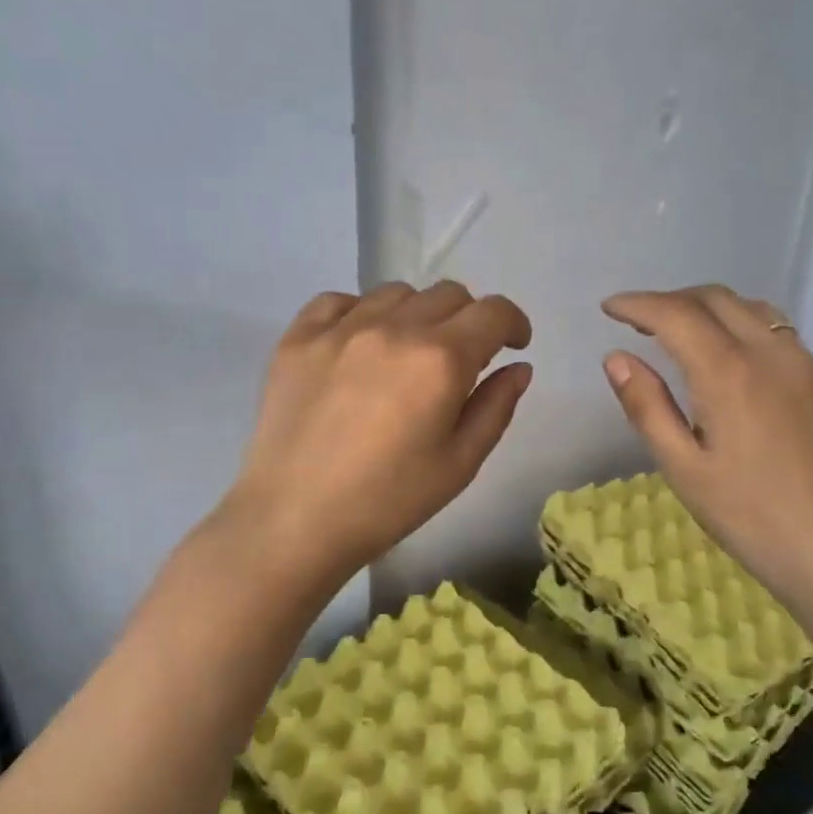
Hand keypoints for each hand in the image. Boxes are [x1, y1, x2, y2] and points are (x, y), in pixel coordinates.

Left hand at [226, 281, 532, 585]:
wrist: (294, 520)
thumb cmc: (388, 501)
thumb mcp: (460, 464)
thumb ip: (496, 407)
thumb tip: (518, 367)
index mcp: (440, 360)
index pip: (493, 312)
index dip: (514, 323)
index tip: (514, 345)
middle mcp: (394, 328)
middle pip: (449, 294)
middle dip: (469, 320)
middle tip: (462, 359)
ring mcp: (340, 328)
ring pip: (397, 293)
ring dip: (417, 314)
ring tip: (408, 353)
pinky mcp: (298, 338)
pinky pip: (338, 301)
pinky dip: (361, 313)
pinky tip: (359, 345)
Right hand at [600, 286, 812, 622]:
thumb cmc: (747, 515)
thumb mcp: (682, 467)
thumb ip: (647, 406)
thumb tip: (616, 358)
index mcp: (728, 373)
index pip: (675, 315)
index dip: (637, 304)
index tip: (609, 308)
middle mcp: (769, 353)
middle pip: (715, 299)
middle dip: (671, 300)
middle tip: (639, 321)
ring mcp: (804, 364)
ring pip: (751, 308)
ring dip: (709, 307)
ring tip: (682, 331)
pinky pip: (778, 331)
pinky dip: (742, 324)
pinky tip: (731, 357)